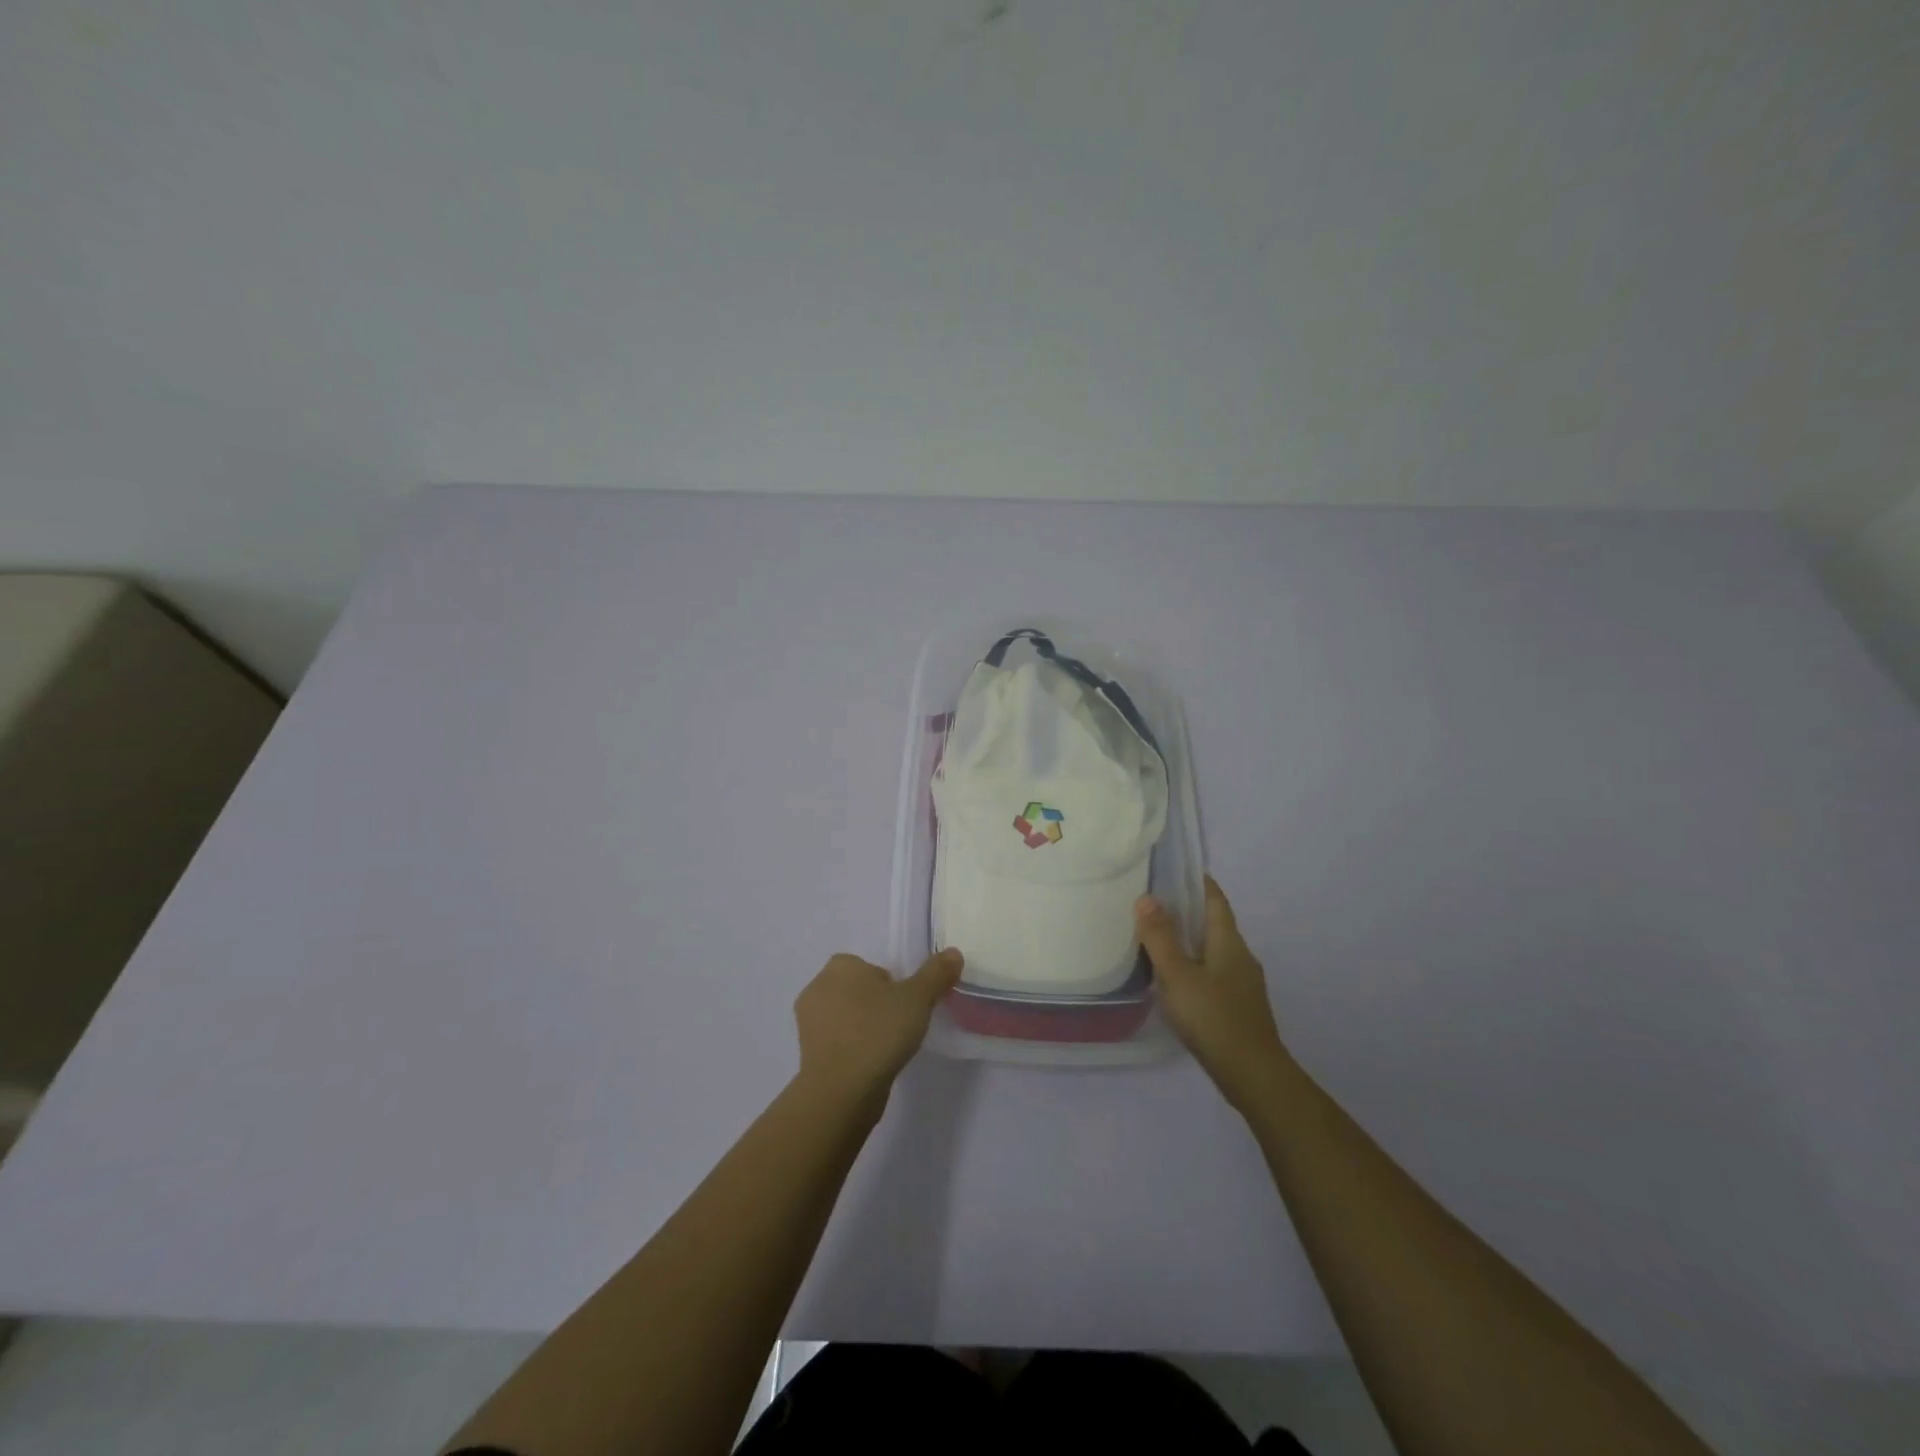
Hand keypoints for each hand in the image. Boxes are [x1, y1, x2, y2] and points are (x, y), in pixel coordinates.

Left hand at [793, 949, 962, 1108]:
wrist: (842, 1091)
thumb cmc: (878, 1032)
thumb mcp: (917, 999)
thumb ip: (936, 974)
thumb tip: (954, 952)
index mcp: (840, 966)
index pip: (870, 967)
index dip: (891, 985)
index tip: (905, 1006)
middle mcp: (817, 987)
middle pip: (858, 990)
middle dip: (876, 1004)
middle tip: (899, 1026)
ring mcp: (808, 1023)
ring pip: (846, 1017)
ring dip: (864, 1028)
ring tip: (887, 1048)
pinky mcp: (808, 1053)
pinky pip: (838, 1042)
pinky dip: (853, 1049)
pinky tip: (871, 1065)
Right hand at [1136, 878, 1290, 1111]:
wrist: (1253, 1075)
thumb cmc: (1213, 1018)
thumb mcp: (1178, 974)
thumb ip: (1160, 937)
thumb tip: (1147, 898)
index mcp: (1229, 941)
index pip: (1215, 899)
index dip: (1197, 882)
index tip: (1173, 870)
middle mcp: (1240, 956)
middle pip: (1213, 923)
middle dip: (1187, 911)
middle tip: (1152, 903)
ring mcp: (1243, 983)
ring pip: (1213, 949)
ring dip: (1189, 940)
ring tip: (1156, 938)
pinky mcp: (1238, 1007)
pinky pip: (1213, 972)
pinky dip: (1194, 965)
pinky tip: (1175, 979)